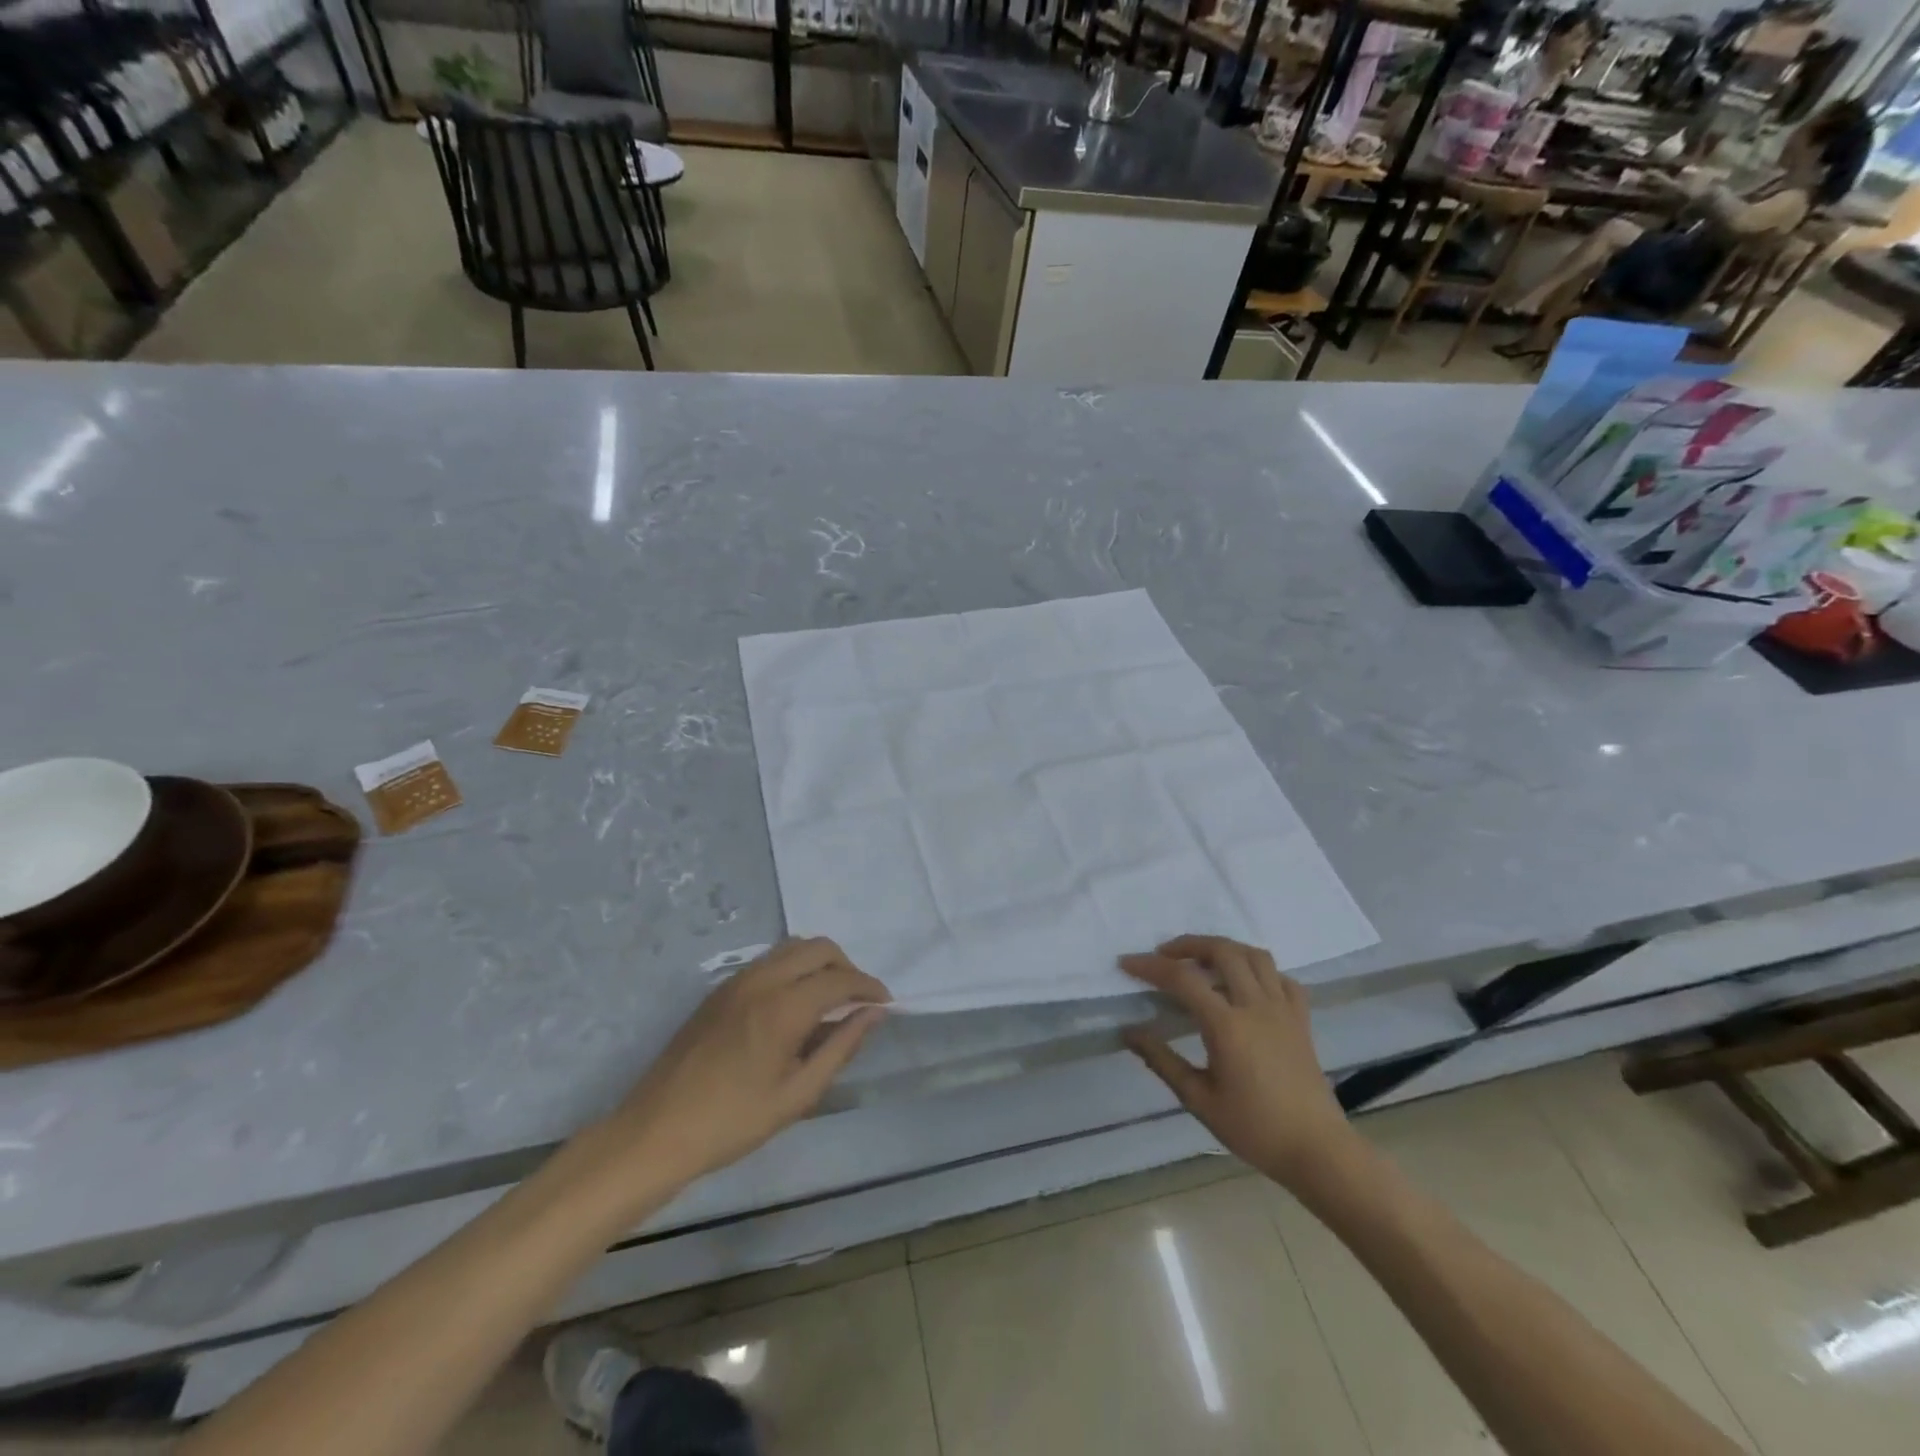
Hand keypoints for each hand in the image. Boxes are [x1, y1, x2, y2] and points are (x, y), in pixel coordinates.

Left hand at [599, 939, 889, 1188]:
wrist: (656, 1130)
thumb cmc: (732, 1122)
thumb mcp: (797, 1095)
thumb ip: (841, 1048)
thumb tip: (873, 1015)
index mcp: (783, 1007)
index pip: (839, 979)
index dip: (869, 987)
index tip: (886, 1004)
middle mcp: (762, 980)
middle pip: (818, 948)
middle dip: (847, 967)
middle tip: (858, 1001)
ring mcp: (737, 980)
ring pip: (792, 947)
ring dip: (820, 963)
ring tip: (831, 1001)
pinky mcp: (721, 988)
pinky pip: (770, 960)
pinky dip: (794, 968)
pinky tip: (796, 1004)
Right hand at [1121, 935, 1354, 1190]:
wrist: (1317, 1150)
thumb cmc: (1254, 1128)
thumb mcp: (1199, 1099)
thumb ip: (1162, 1060)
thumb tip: (1129, 1032)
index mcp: (1227, 1025)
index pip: (1182, 979)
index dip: (1150, 966)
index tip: (1126, 963)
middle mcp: (1256, 1006)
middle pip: (1222, 951)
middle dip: (1188, 945)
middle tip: (1164, 954)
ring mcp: (1283, 1009)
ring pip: (1255, 955)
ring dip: (1225, 948)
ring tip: (1203, 960)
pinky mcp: (1301, 1019)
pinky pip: (1282, 978)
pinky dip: (1260, 971)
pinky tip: (1246, 985)